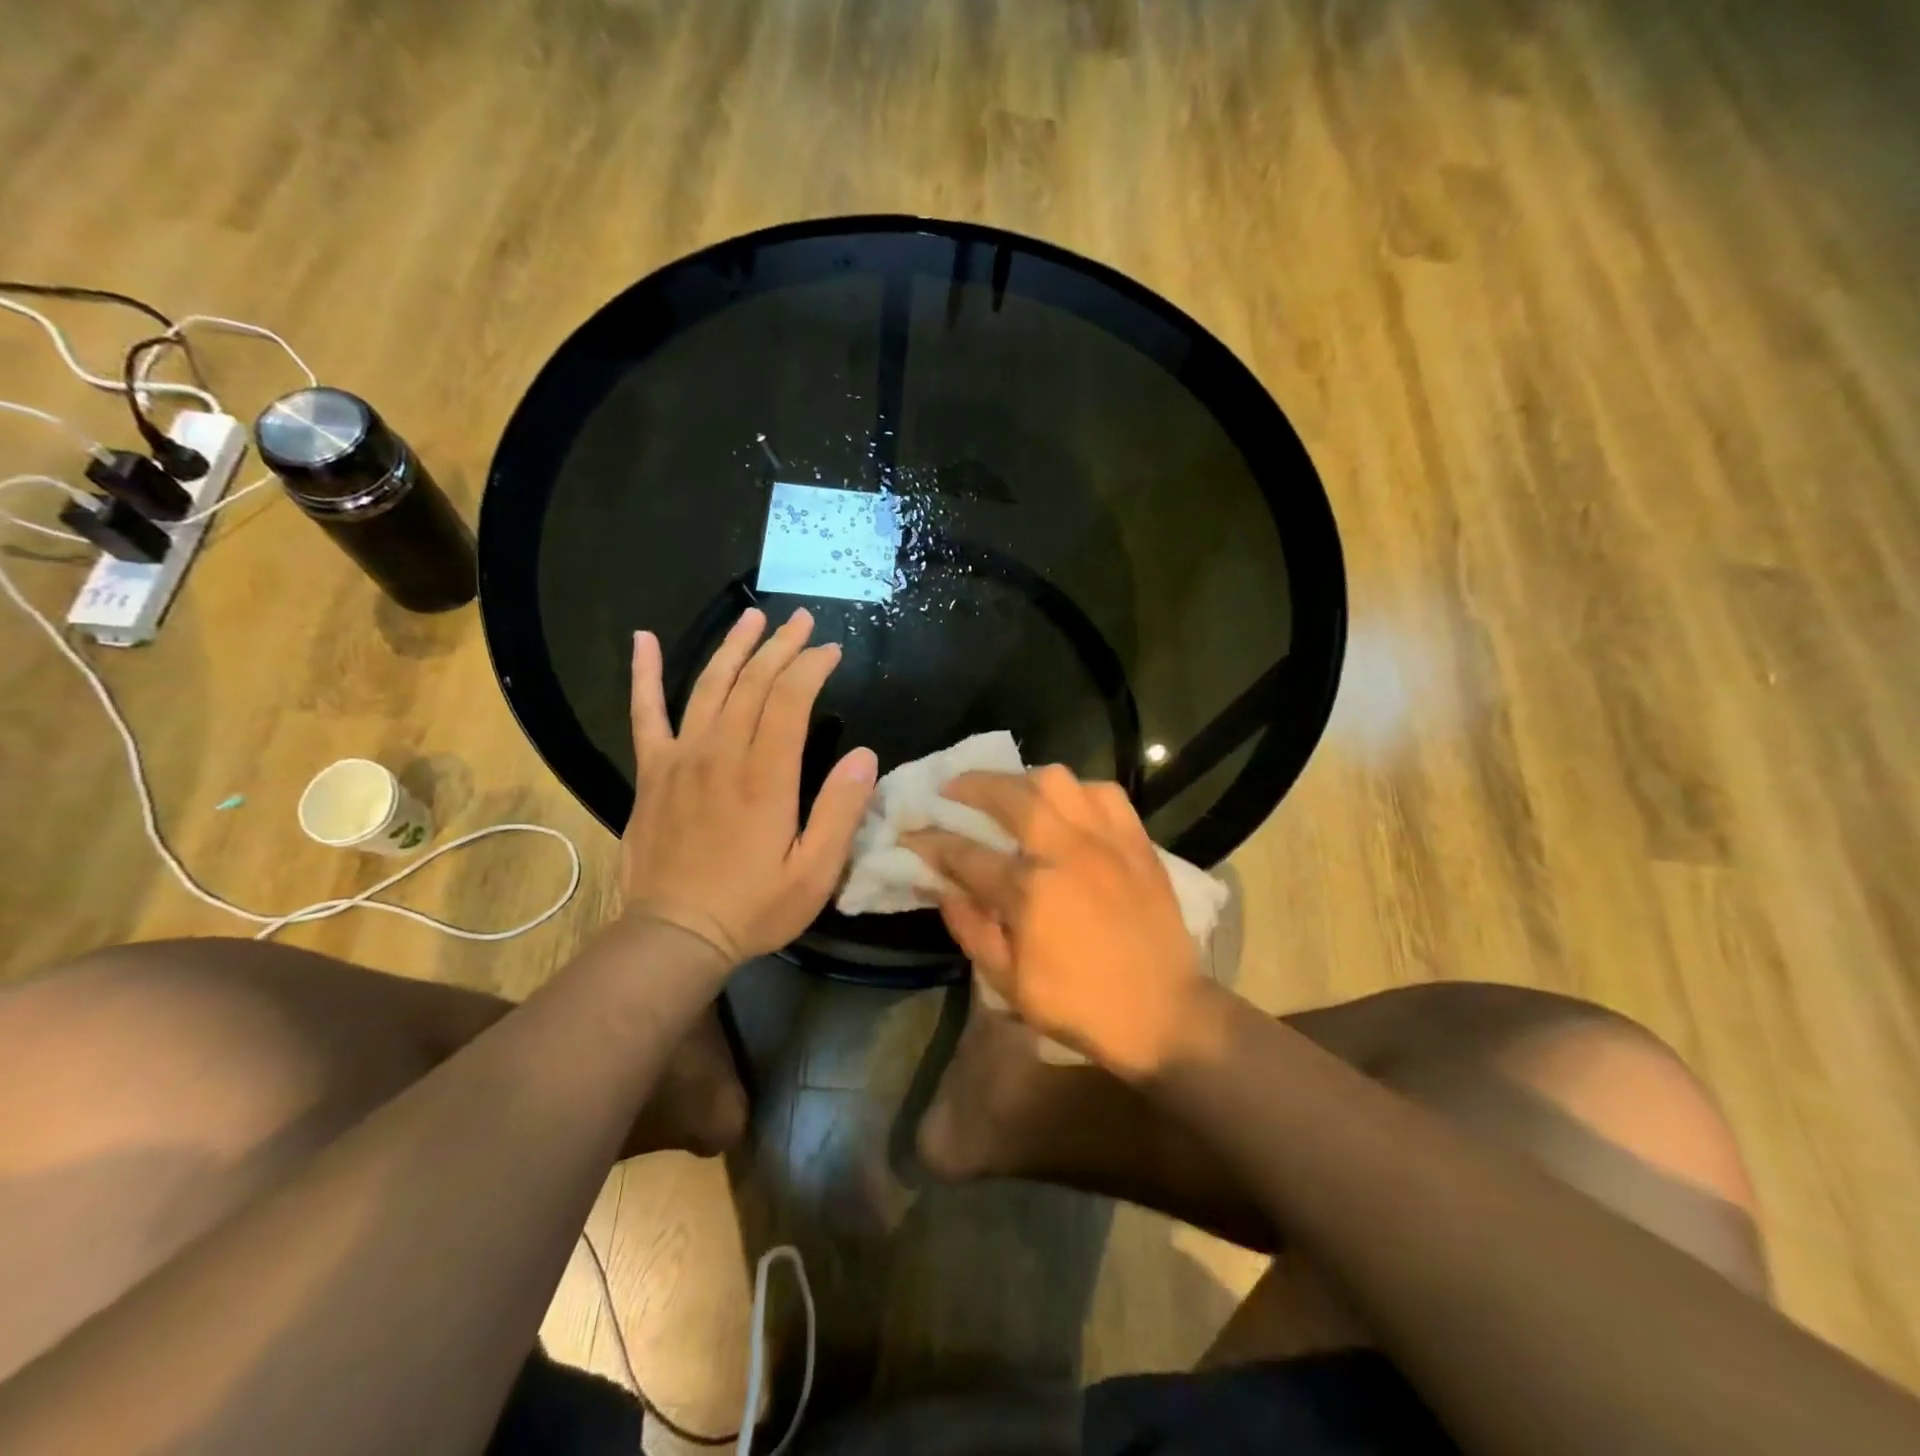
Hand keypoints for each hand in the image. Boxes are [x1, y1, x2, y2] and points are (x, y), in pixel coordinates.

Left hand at [621, 607, 877, 964]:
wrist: (674, 935)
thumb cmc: (753, 907)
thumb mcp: (814, 873)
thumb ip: (840, 811)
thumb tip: (866, 756)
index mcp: (765, 777)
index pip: (790, 700)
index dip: (811, 668)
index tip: (831, 650)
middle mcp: (721, 754)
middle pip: (752, 683)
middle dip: (781, 646)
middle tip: (802, 620)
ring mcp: (681, 758)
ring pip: (708, 685)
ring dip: (733, 647)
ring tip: (753, 617)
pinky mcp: (652, 771)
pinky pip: (644, 713)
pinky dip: (642, 674)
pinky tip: (642, 640)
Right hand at [904, 766, 1202, 1077]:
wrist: (1162, 1012)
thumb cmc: (1078, 1004)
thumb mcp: (1008, 982)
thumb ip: (970, 928)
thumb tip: (942, 888)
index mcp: (1028, 891)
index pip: (964, 853)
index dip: (930, 841)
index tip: (911, 833)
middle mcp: (1064, 851)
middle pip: (1008, 795)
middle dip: (970, 785)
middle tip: (952, 789)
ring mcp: (1105, 839)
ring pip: (1058, 780)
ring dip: (1024, 778)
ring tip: (1010, 790)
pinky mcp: (1136, 840)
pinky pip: (1105, 792)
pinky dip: (1079, 790)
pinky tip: (1067, 804)